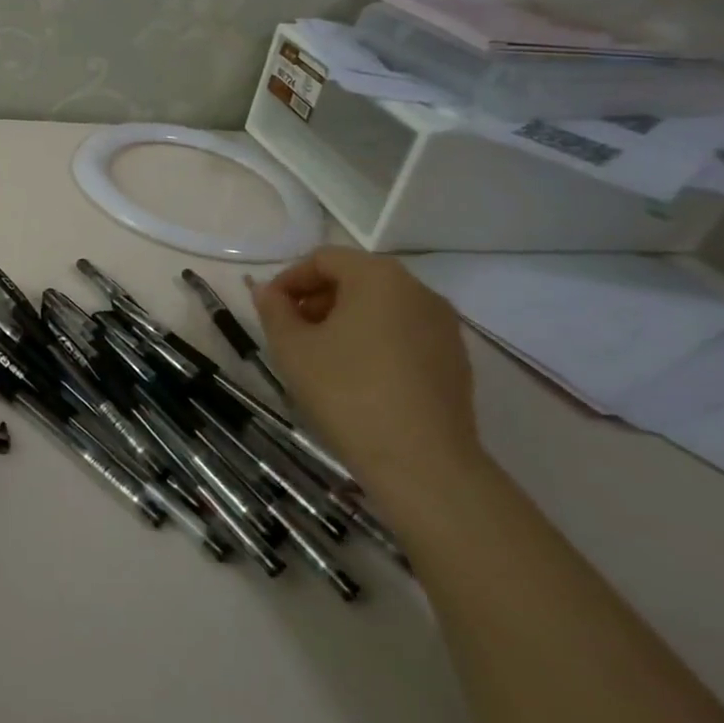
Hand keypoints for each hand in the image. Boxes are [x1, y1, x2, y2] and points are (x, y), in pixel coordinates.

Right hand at [249, 247, 483, 506]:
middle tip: (290, 332)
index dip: (289, 279)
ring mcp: (444, 327)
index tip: (269, 310)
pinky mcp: (455, 360)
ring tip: (320, 356)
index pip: (324, 258)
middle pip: (356, 278)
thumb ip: (274, 310)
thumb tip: (268, 291)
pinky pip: (404, 334)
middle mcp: (418, 291)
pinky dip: (374, 341)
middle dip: (317, 299)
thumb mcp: (292, 348)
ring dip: (344, 320)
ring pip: (382, 307)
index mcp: (379, 277)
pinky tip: (356, 377)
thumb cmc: (347, 392)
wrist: (423, 464)